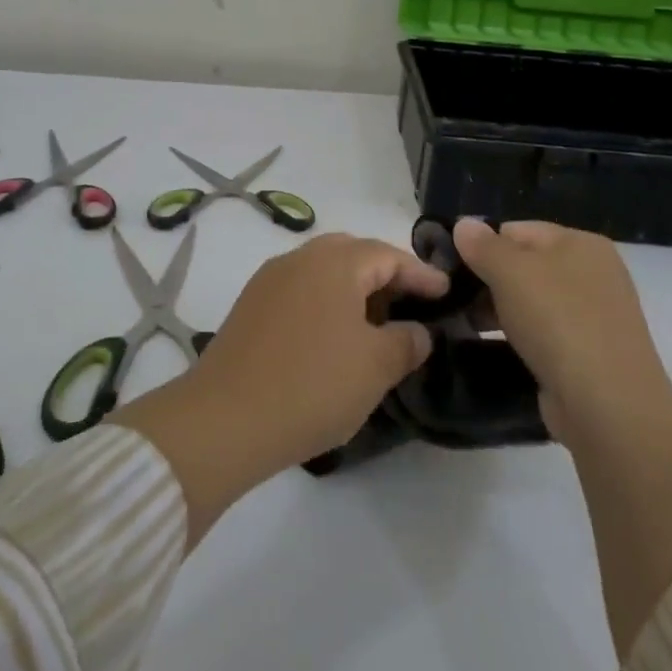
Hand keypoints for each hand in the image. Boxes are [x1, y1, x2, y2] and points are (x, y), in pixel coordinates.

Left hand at [193, 232, 450, 469]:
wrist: (225, 417)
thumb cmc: (312, 384)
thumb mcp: (375, 367)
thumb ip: (406, 342)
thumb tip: (417, 331)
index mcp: (334, 262)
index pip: (387, 254)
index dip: (420, 273)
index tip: (446, 291)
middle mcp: (300, 258)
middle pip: (353, 253)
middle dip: (385, 274)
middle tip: (410, 304)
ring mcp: (270, 280)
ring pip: (323, 271)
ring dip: (353, 289)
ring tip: (375, 324)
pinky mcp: (251, 305)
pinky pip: (300, 290)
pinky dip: (325, 303)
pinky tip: (333, 337)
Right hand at [452, 219, 668, 438]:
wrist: (607, 407)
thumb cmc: (558, 322)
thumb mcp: (510, 272)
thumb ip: (483, 245)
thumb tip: (463, 225)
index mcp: (581, 243)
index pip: (517, 230)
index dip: (483, 246)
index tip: (453, 270)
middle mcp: (593, 273)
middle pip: (525, 264)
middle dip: (489, 280)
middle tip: (456, 300)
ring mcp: (594, 316)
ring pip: (532, 300)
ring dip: (500, 309)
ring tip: (469, 324)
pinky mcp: (589, 353)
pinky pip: (544, 332)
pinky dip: (520, 336)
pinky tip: (498, 347)